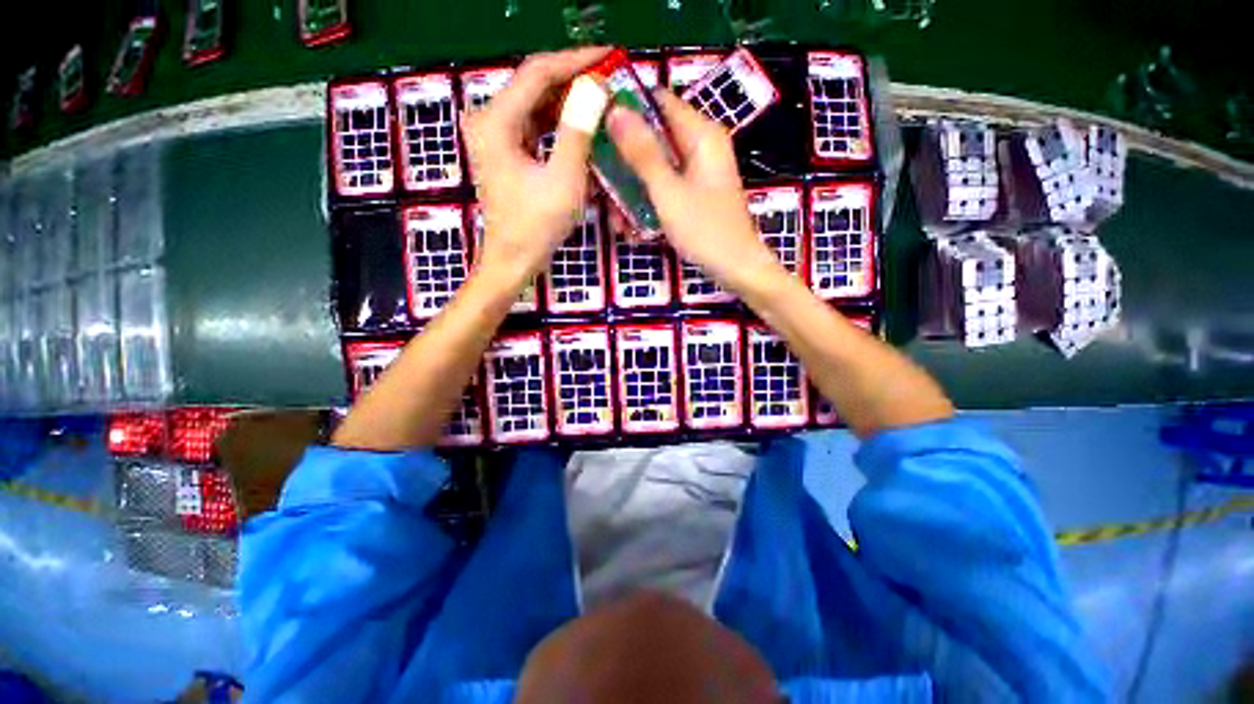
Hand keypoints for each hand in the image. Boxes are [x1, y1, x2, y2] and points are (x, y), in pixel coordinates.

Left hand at [463, 47, 608, 283]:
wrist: (513, 260)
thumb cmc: (537, 226)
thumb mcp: (564, 180)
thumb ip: (578, 131)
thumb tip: (595, 87)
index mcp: (496, 120)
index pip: (537, 72)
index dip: (575, 60)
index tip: (609, 57)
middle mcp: (489, 120)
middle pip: (535, 86)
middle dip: (574, 82)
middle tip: (610, 82)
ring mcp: (495, 136)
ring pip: (536, 106)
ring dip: (568, 104)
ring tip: (601, 103)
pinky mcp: (505, 152)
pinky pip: (535, 128)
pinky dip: (559, 126)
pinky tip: (581, 128)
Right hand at [606, 89, 782, 290]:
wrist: (736, 268)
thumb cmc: (705, 229)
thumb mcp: (668, 192)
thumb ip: (642, 153)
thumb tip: (614, 110)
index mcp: (700, 135)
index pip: (658, 102)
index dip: (626, 109)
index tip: (596, 127)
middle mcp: (700, 147)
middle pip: (653, 138)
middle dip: (624, 161)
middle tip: (599, 181)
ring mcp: (697, 173)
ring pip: (655, 169)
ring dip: (632, 191)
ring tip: (615, 220)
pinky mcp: (694, 195)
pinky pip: (664, 189)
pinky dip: (647, 204)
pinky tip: (632, 228)